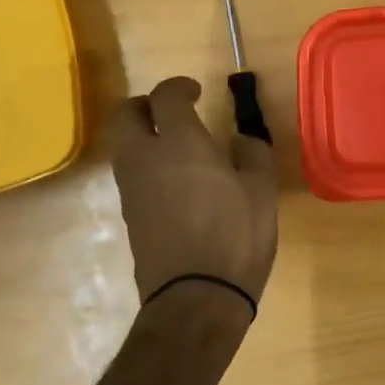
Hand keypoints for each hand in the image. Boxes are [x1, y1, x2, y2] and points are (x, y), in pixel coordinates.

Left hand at [111, 77, 278, 311]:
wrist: (195, 297)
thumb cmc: (235, 236)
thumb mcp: (261, 190)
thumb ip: (251, 154)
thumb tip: (239, 141)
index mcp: (180, 143)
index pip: (165, 96)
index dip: (179, 86)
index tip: (196, 91)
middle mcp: (145, 158)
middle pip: (125, 115)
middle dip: (144, 104)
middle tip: (171, 110)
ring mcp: (132, 189)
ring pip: (123, 145)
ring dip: (142, 135)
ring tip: (176, 145)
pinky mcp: (129, 215)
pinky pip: (130, 174)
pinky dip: (146, 164)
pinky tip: (175, 180)